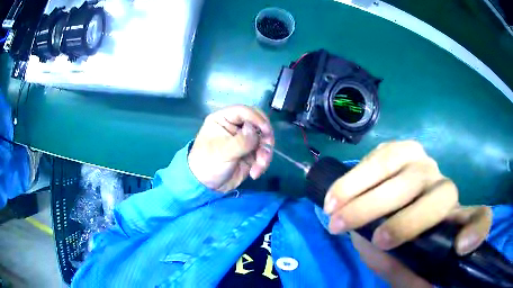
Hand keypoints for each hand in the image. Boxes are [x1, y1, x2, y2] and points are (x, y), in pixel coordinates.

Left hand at [188, 105, 273, 191]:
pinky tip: (254, 173)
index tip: (266, 131)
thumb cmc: (208, 164)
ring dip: (265, 152)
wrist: (207, 186)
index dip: (257, 118)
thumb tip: (254, 130)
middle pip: (258, 122)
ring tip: (259, 166)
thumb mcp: (222, 152)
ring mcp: (244, 140)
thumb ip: (240, 141)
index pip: (244, 111)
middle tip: (267, 147)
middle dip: (265, 136)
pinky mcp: (251, 152)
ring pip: (263, 139)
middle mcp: (235, 126)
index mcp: (223, 119)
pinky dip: (262, 162)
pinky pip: (263, 152)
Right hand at [323, 141, 491, 285]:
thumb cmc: (395, 243)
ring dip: (367, 200)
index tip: (461, 247)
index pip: (479, 218)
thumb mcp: (401, 266)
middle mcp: (443, 186)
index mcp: (452, 219)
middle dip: (407, 222)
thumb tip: (425, 286)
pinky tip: (334, 198)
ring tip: (337, 219)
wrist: (378, 208)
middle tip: (374, 239)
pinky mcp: (397, 149)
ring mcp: (422, 162)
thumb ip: (409, 276)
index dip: (477, 230)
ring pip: (404, 175)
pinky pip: (378, 158)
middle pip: (439, 196)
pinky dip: (353, 180)